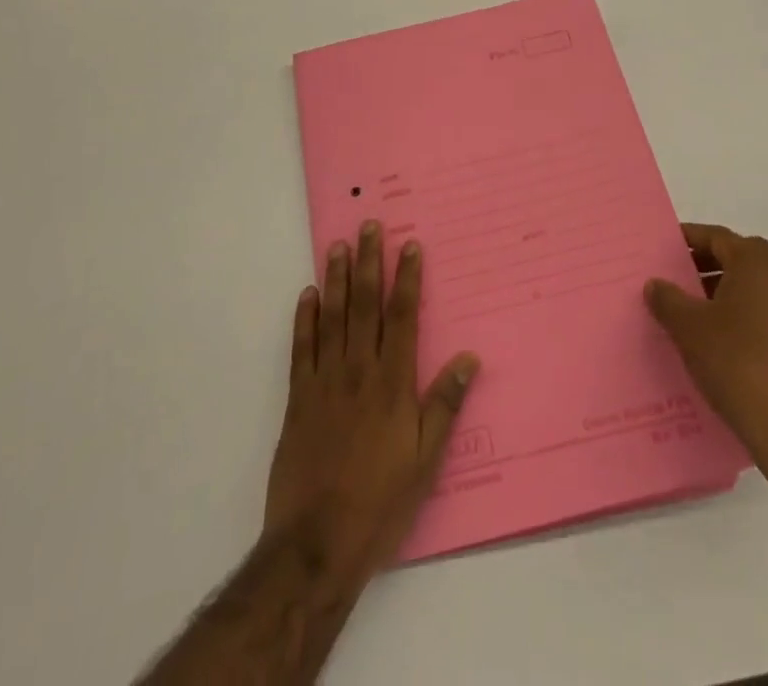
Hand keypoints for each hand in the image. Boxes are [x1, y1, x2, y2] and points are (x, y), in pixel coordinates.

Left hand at [263, 221, 480, 590]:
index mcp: (392, 383)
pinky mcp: (298, 398)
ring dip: (338, 278)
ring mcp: (324, 381)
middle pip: (366, 304)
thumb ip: (444, 404)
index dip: (407, 277)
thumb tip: (469, 357)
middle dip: (370, 261)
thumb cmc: (380, 502)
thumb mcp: (426, 460)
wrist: (316, 542)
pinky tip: (308, 294)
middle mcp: (358, 370)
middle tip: (369, 225)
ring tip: (339, 245)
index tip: (409, 244)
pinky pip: (302, 347)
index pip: (402, 316)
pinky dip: (304, 317)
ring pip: (333, 316)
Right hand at [645, 222, 767, 486]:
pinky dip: (731, 314)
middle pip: (734, 258)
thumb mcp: (688, 327)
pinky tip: (708, 339)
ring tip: (683, 309)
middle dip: (701, 264)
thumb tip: (655, 284)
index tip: (660, 247)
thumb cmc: (736, 363)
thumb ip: (667, 299)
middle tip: (669, 276)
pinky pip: (756, 313)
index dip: (686, 239)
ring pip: (746, 287)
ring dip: (715, 291)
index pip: (716, 237)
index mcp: (755, 264)